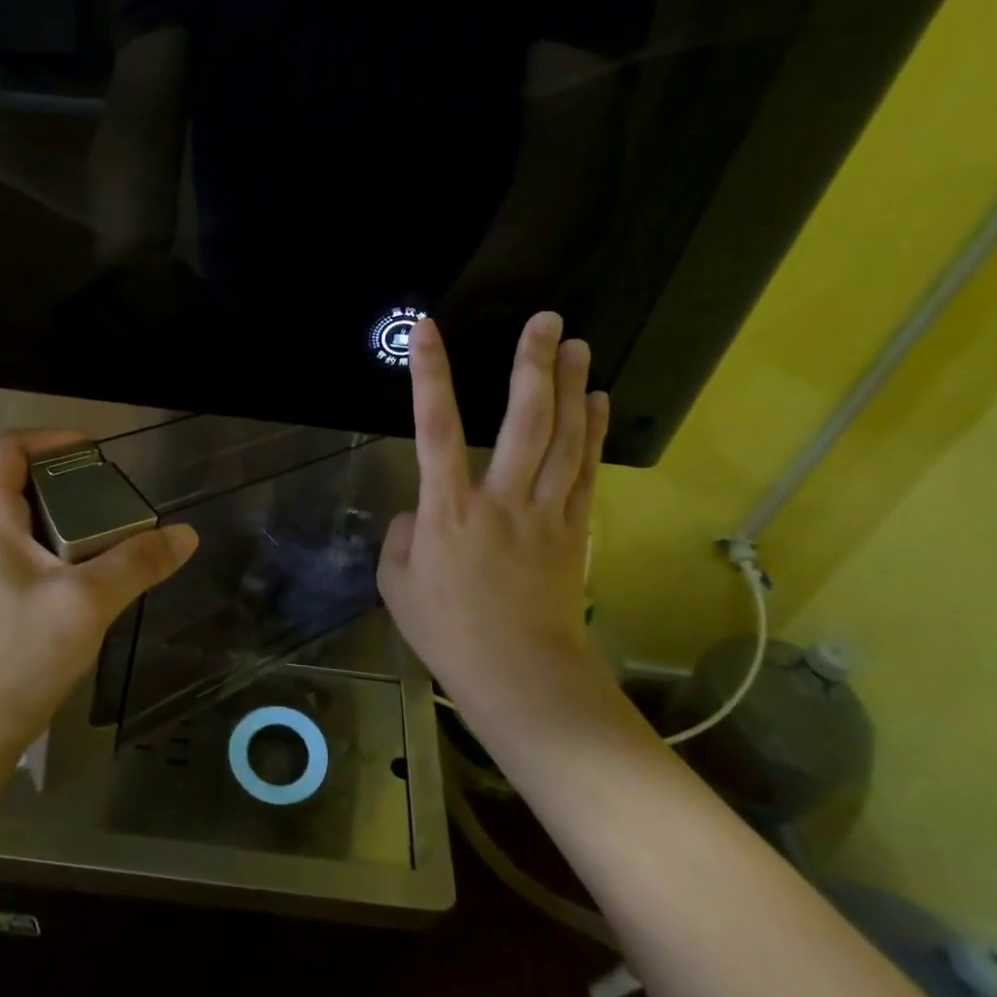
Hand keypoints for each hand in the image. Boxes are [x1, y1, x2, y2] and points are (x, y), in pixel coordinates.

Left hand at [0, 430, 197, 791]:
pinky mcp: (4, 596)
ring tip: (119, 528)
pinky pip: (38, 551)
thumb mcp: (86, 602)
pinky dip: (70, 546)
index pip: (6, 449)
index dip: (49, 436)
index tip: (96, 450)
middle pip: (23, 480)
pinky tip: (102, 571)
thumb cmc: (19, 654)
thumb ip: (137, 563)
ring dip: (74, 514)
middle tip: (118, 493)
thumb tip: (185, 534)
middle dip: (71, 477)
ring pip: (34, 518)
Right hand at [378, 314, 629, 762]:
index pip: (435, 428)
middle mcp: (500, 499)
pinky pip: (585, 471)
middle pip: (522, 421)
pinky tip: (598, 401)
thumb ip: (403, 536)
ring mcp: (544, 512)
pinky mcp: (574, 529)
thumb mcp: (398, 584)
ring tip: (577, 345)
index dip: (430, 376)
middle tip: (545, 320)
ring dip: (571, 388)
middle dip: (531, 366)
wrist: (520, 675)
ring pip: (562, 439)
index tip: (428, 330)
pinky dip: (592, 433)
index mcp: (448, 510)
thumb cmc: (449, 633)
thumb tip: (422, 511)